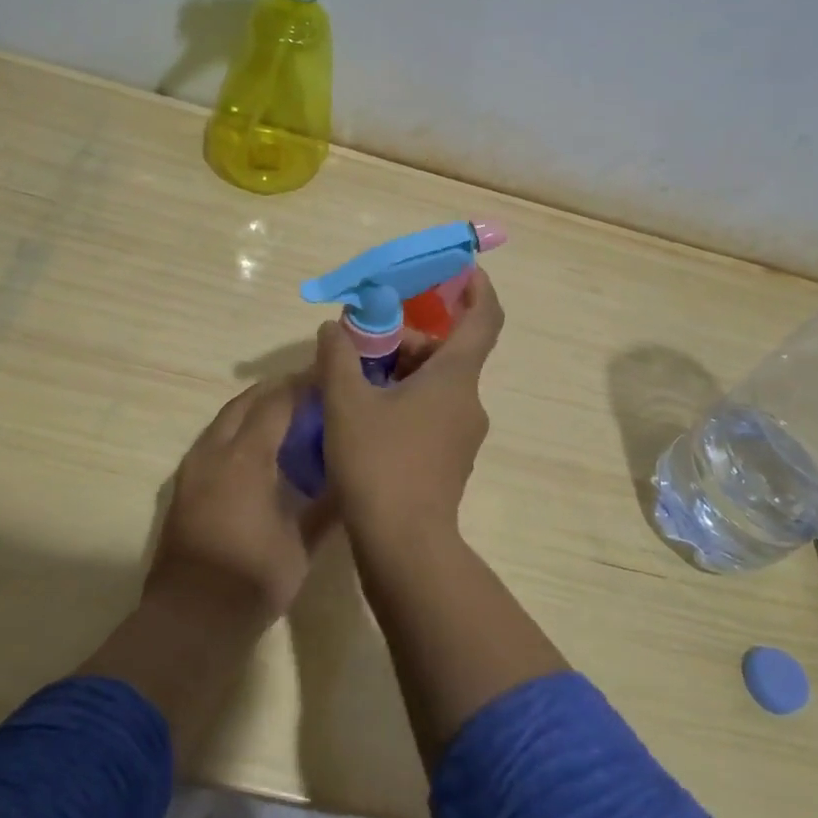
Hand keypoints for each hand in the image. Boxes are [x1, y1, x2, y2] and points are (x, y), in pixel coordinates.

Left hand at [145, 378, 331, 629]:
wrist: (191, 620)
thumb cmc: (253, 577)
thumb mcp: (302, 543)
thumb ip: (328, 505)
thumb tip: (353, 477)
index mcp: (246, 457)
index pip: (277, 402)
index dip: (304, 385)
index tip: (329, 379)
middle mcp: (214, 452)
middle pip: (246, 402)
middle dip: (276, 390)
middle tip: (309, 392)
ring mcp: (193, 469)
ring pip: (225, 420)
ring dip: (254, 409)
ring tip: (286, 415)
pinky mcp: (183, 487)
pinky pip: (213, 441)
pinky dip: (237, 432)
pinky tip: (257, 450)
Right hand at [313, 267, 504, 551]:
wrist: (405, 549)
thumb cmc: (379, 465)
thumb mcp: (347, 403)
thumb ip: (338, 357)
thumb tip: (334, 329)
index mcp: (455, 378)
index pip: (484, 318)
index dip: (476, 287)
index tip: (457, 268)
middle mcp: (468, 402)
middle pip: (447, 352)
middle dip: (408, 338)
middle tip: (362, 341)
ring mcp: (462, 435)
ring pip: (436, 385)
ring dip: (401, 372)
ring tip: (353, 382)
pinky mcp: (449, 462)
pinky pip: (431, 413)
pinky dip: (404, 401)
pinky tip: (364, 417)